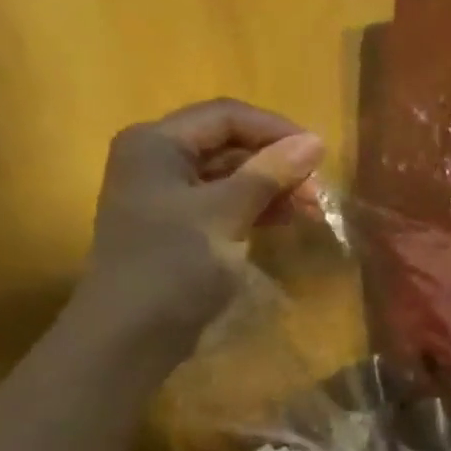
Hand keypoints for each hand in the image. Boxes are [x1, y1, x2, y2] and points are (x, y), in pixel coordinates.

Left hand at [73, 98, 323, 364]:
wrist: (131, 334)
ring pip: (230, 177)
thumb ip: (269, 173)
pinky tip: (284, 221)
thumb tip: (315, 142)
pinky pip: (224, 205)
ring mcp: (166, 197)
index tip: (319, 155)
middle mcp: (157, 160)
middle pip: (228, 145)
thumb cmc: (174, 263)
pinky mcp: (178, 229)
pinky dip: (255, 209)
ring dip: (272, 188)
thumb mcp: (226, 213)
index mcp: (157, 143)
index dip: (275, 130)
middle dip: (276, 163)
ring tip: (311, 210)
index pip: (226, 116)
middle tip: (318, 192)